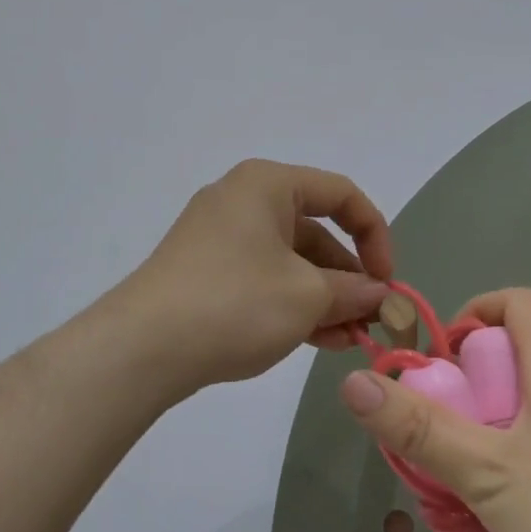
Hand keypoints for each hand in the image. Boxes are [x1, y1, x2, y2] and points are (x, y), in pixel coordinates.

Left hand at [118, 159, 395, 394]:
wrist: (143, 347)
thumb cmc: (236, 303)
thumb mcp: (307, 297)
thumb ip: (353, 291)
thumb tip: (381, 295)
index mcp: (267, 184)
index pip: (341, 195)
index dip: (375, 235)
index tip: (386, 281)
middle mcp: (242, 199)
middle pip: (314, 230)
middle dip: (348, 277)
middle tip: (371, 320)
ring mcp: (219, 235)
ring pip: (289, 259)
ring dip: (323, 297)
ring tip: (348, 340)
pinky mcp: (205, 269)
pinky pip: (262, 276)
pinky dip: (291, 302)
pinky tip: (316, 340)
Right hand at [338, 287, 530, 531]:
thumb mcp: (489, 474)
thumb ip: (420, 430)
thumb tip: (354, 381)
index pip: (518, 304)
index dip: (474, 312)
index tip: (444, 359)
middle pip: (524, 356)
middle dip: (474, 381)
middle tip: (445, 430)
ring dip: (497, 426)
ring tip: (472, 478)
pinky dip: (526, 460)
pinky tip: (519, 515)